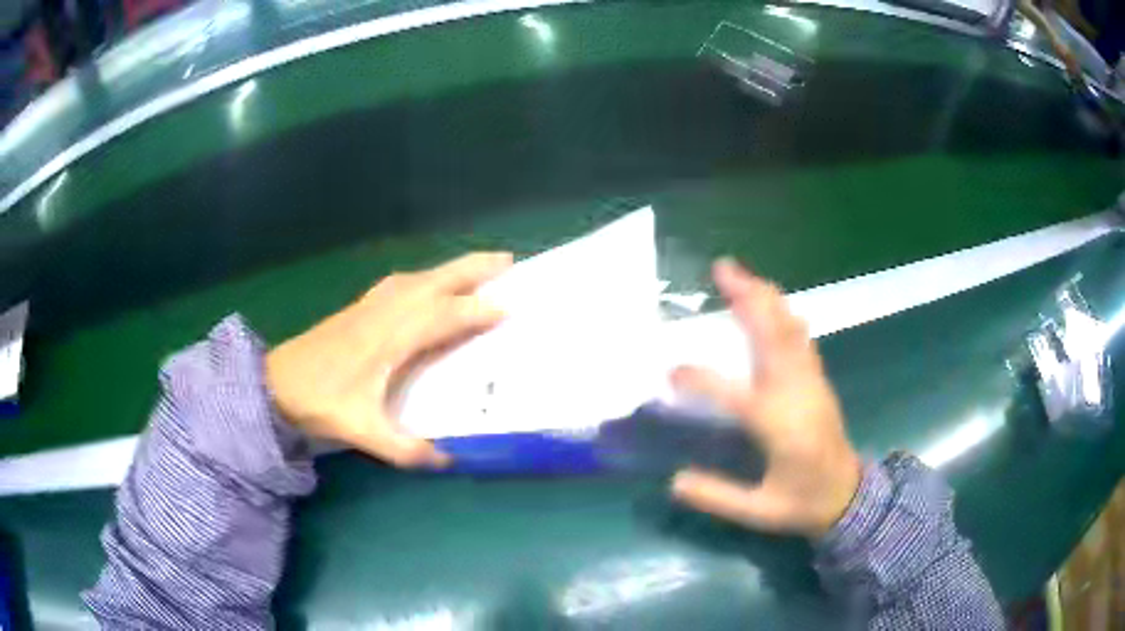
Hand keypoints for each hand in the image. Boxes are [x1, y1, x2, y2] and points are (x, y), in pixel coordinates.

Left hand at [265, 252, 512, 467]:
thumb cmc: (320, 403)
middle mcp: (385, 312)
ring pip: (418, 277)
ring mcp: (370, 306)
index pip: (443, 315)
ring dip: (451, 269)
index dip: (477, 310)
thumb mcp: (363, 432)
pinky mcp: (360, 308)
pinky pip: (401, 283)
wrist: (275, 384)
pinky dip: (425, 277)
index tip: (511, 306)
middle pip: (435, 281)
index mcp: (390, 338)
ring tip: (479, 267)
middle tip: (508, 261)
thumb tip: (448, 459)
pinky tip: (427, 285)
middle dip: (472, 268)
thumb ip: (406, 448)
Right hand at [670, 260, 860, 538]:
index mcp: (777, 425)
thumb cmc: (803, 504)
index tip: (671, 372)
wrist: (849, 496)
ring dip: (765, 297)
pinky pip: (800, 335)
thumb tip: (675, 481)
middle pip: (771, 334)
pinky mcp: (819, 378)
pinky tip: (769, 302)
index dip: (698, 378)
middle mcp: (795, 392)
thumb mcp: (759, 512)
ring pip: (788, 327)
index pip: (731, 392)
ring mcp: (811, 381)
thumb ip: (717, 497)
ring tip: (740, 274)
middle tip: (721, 268)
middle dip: (747, 297)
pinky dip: (782, 312)